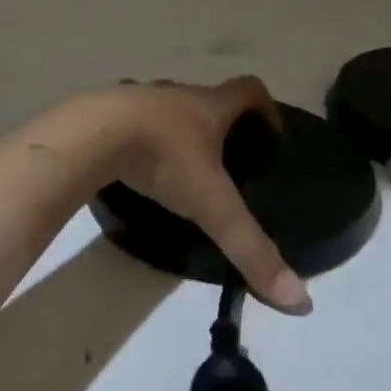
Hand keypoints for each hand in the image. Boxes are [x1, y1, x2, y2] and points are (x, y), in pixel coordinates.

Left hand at [101, 76, 311, 313]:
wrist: (90, 134)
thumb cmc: (162, 158)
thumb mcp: (211, 206)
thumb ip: (251, 249)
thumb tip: (300, 300)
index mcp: (208, 106)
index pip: (249, 90)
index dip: (266, 109)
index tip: (270, 136)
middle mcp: (177, 93)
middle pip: (207, 98)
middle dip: (220, 125)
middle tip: (225, 162)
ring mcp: (138, 97)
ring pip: (166, 107)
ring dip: (176, 129)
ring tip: (178, 166)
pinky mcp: (105, 110)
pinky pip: (130, 117)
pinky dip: (138, 135)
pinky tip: (132, 164)